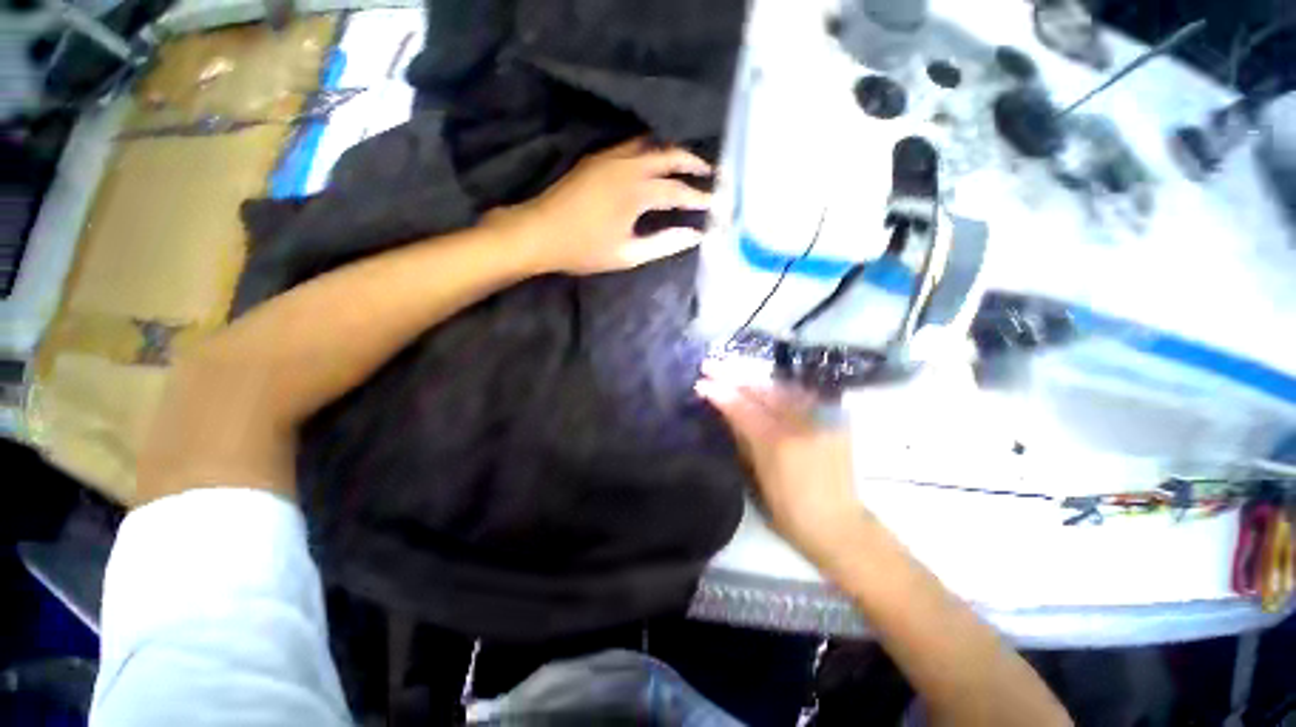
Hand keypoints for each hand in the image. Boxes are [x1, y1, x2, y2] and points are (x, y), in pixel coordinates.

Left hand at [488, 138, 712, 274]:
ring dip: (672, 152)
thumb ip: (664, 243)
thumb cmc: (584, 249)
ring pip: (650, 144)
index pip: (678, 190)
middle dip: (692, 161)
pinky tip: (655, 163)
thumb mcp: (628, 254)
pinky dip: (651, 150)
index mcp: (637, 191)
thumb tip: (695, 235)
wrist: (538, 232)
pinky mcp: (597, 158)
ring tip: (687, 165)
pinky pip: (632, 145)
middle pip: (669, 154)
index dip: (699, 197)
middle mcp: (627, 165)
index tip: (717, 202)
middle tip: (710, 172)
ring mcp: (610, 157)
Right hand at [695, 361, 867, 564]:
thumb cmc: (789, 512)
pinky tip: (761, 383)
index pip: (743, 408)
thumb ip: (742, 440)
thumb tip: (726, 412)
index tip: (701, 383)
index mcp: (778, 443)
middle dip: (732, 375)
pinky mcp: (831, 420)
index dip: (720, 393)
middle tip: (710, 366)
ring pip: (779, 388)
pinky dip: (775, 387)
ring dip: (752, 377)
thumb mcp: (756, 478)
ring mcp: (818, 419)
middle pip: (761, 390)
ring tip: (730, 369)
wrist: (838, 525)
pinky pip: (797, 396)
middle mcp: (800, 424)